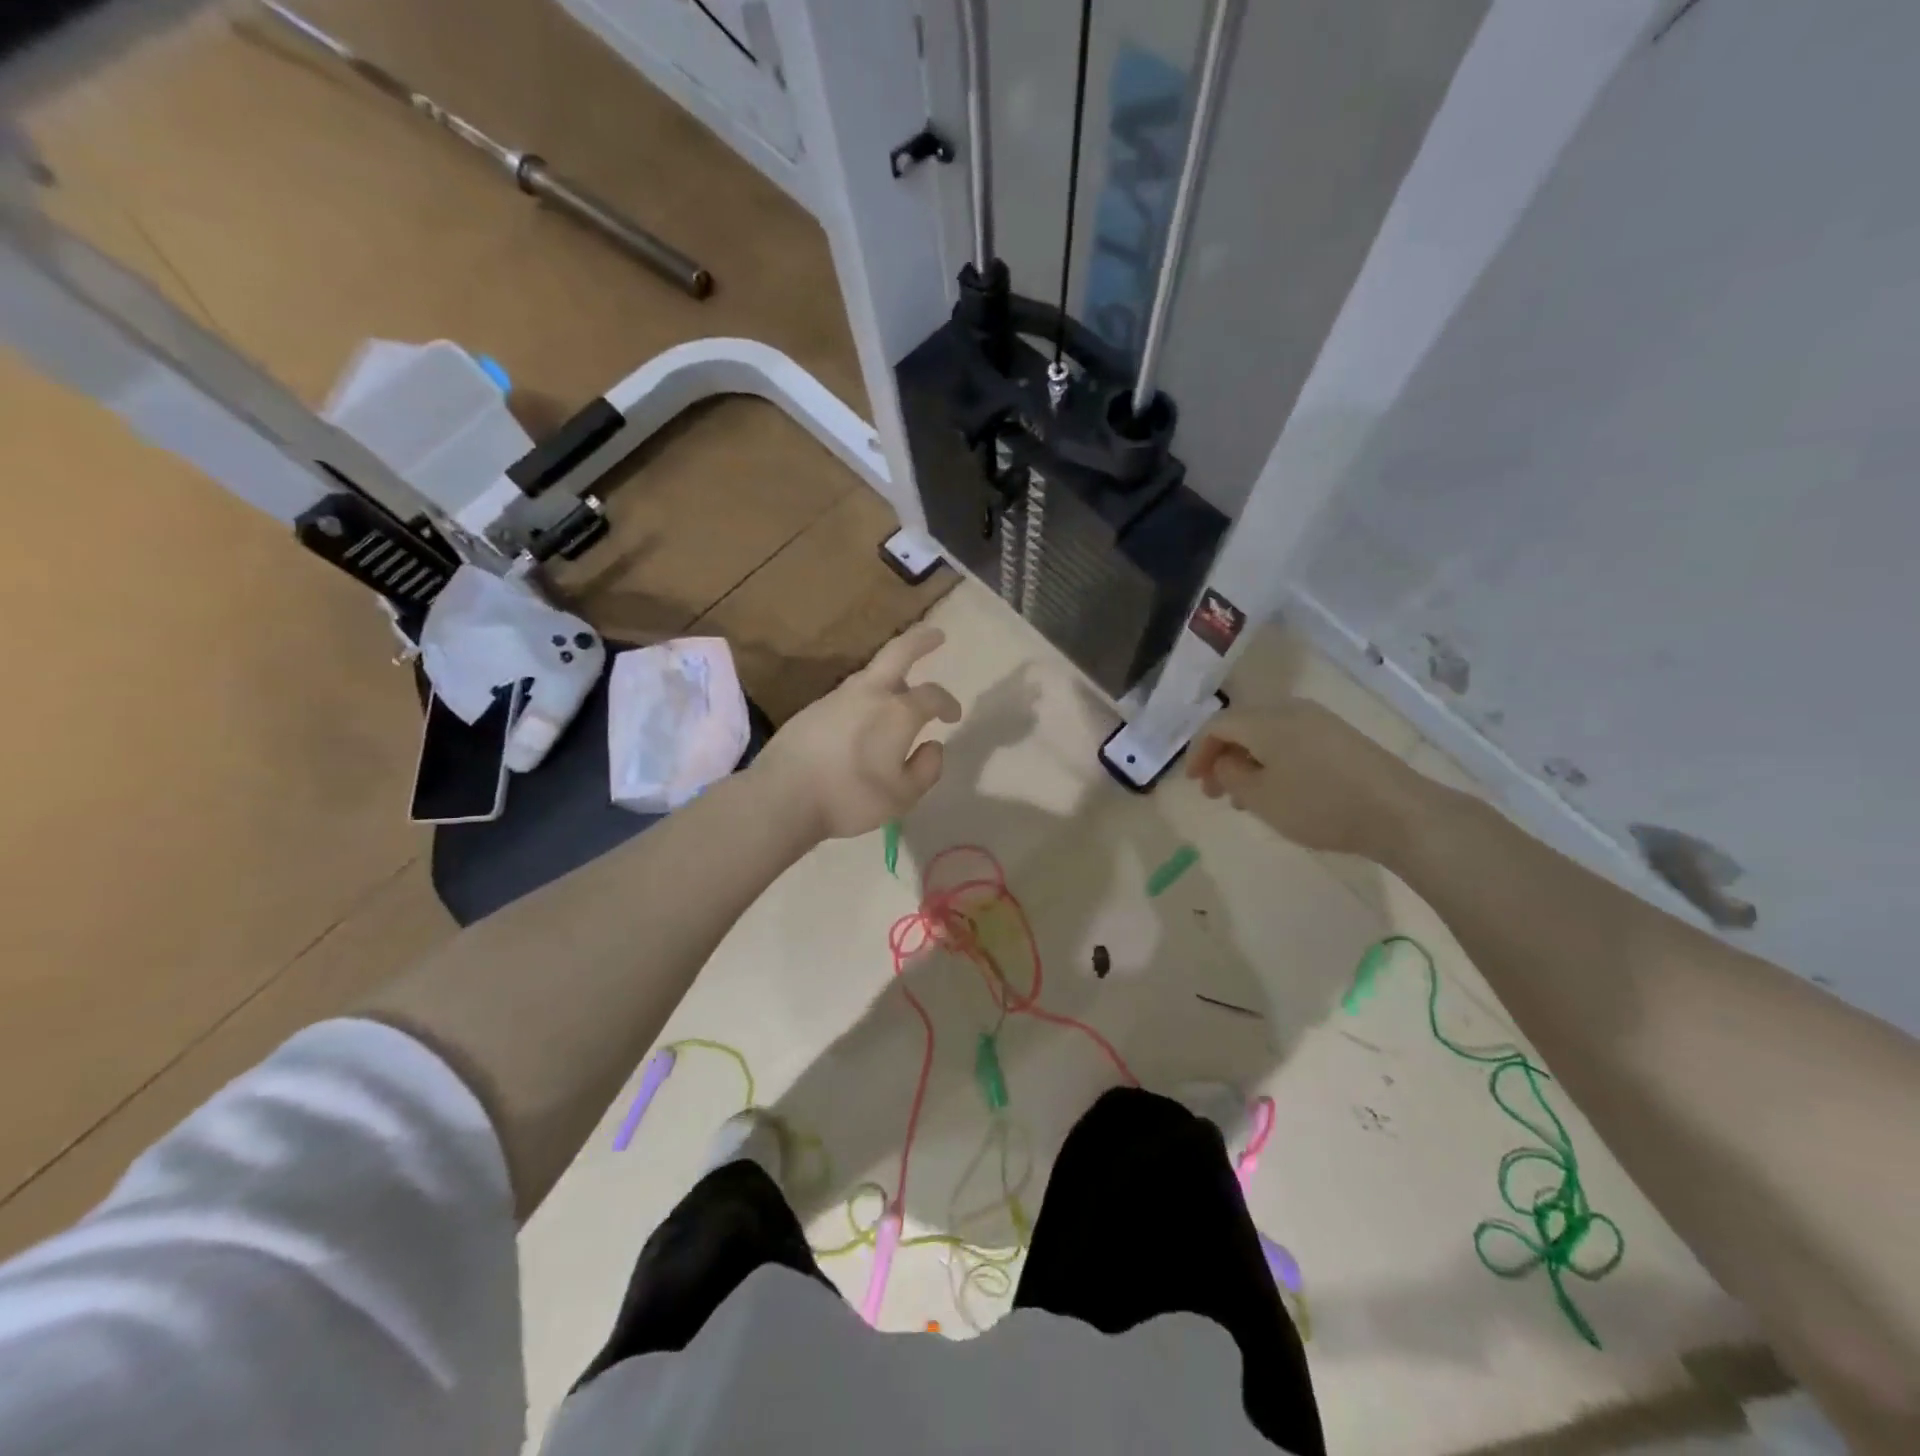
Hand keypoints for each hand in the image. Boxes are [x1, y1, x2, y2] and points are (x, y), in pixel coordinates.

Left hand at [755, 625, 962, 840]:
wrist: (782, 796)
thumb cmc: (850, 797)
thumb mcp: (903, 796)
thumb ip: (927, 769)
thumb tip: (933, 745)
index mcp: (898, 712)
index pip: (933, 695)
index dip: (948, 703)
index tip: (953, 716)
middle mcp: (869, 693)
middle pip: (899, 652)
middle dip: (921, 640)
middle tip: (937, 634)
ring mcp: (837, 697)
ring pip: (871, 674)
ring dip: (891, 674)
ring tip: (900, 690)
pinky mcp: (813, 709)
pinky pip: (849, 694)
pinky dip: (866, 696)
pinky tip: (864, 719)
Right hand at [1187, 701, 1425, 860]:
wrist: (1399, 812)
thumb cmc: (1320, 805)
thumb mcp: (1261, 798)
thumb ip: (1231, 776)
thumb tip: (1225, 761)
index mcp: (1265, 721)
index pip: (1216, 725)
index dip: (1198, 752)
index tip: (1193, 783)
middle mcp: (1289, 710)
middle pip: (1241, 725)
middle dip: (1221, 756)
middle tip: (1214, 792)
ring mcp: (1318, 721)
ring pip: (1266, 734)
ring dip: (1246, 761)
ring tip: (1244, 797)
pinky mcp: (1339, 736)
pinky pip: (1290, 740)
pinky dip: (1272, 760)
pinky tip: (1278, 789)